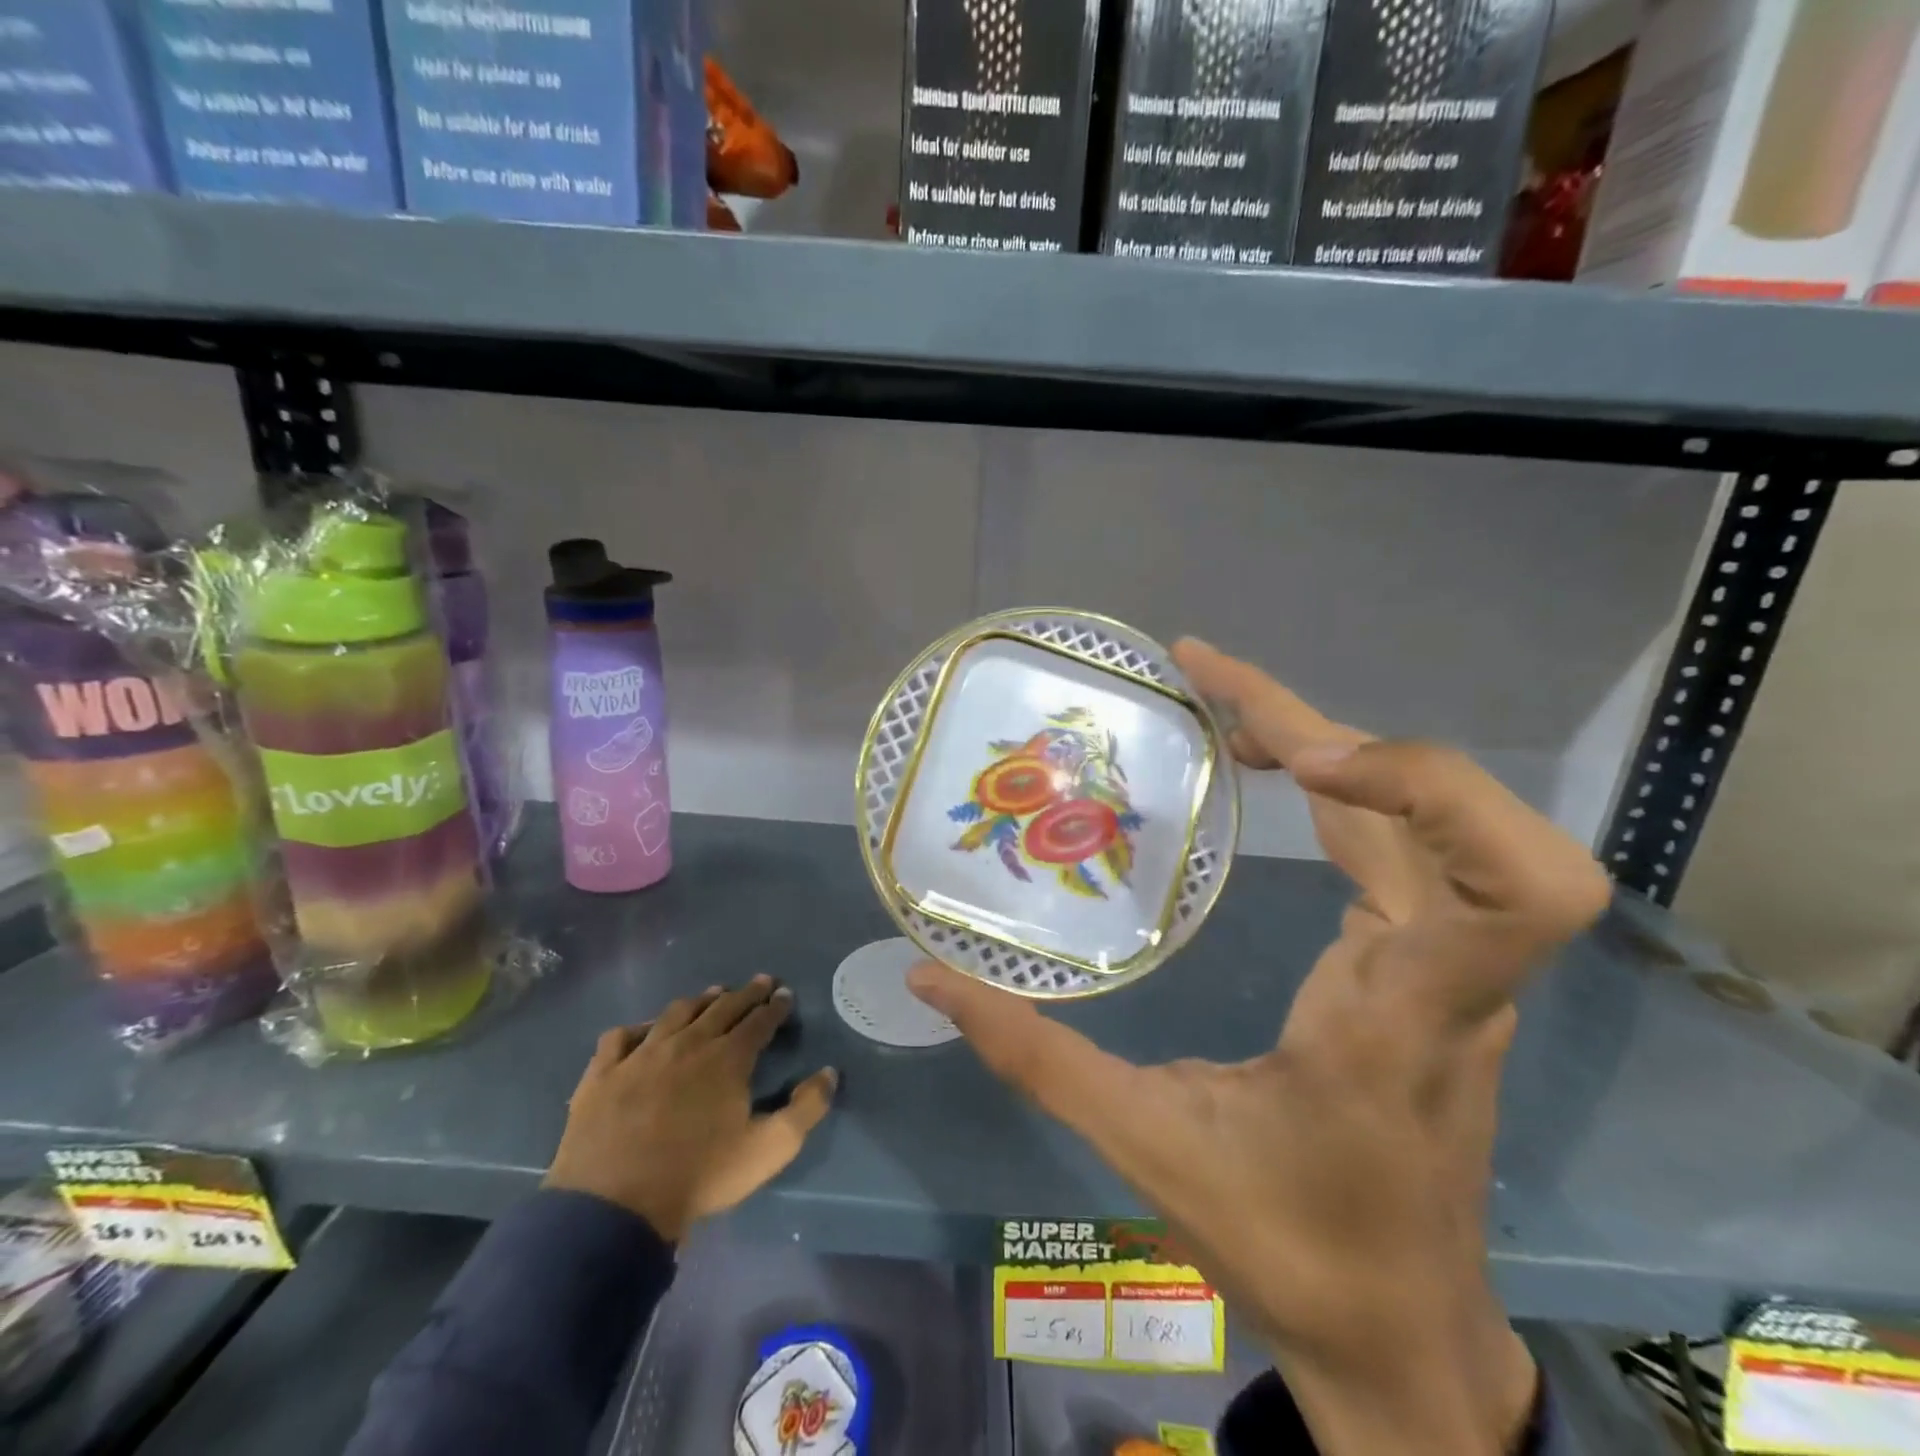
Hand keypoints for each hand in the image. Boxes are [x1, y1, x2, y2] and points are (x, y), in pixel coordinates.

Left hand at [545, 976, 837, 1243]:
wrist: (615, 1206)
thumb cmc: (700, 1176)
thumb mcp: (769, 1149)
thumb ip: (806, 1108)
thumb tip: (829, 1072)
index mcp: (728, 1058)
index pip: (759, 1021)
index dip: (775, 1006)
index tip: (785, 994)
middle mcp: (688, 1043)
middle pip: (722, 1008)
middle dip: (746, 993)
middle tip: (761, 982)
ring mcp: (642, 1054)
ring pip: (676, 1013)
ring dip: (700, 1001)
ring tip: (713, 994)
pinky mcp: (603, 1073)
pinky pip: (621, 1037)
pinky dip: (637, 1028)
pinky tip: (643, 1031)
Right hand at [908, 640, 1608, 1454]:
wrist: (1402, 1336)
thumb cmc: (1290, 1249)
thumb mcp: (1145, 1147)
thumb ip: (1034, 1058)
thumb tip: (932, 983)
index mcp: (1401, 1018)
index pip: (1514, 885)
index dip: (1424, 788)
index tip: (1291, 756)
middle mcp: (1448, 975)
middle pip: (1450, 810)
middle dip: (1326, 721)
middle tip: (1204, 678)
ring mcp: (1449, 965)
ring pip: (1424, 813)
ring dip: (1327, 739)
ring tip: (1218, 704)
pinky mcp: (1427, 963)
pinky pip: (1400, 841)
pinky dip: (1339, 781)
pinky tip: (1266, 768)